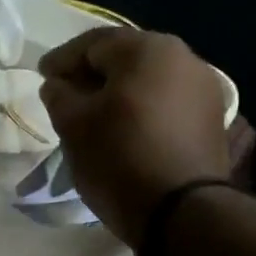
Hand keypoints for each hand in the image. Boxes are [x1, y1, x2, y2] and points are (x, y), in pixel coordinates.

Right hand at [39, 29, 230, 246]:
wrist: (182, 212)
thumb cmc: (120, 159)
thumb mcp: (74, 126)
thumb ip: (59, 95)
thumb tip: (58, 84)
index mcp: (148, 49)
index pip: (93, 44)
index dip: (62, 60)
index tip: (42, 77)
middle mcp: (184, 58)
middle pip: (126, 59)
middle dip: (93, 75)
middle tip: (67, 95)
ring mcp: (204, 89)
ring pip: (150, 81)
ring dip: (120, 94)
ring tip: (96, 116)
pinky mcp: (212, 120)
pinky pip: (168, 104)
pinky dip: (143, 110)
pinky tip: (127, 130)